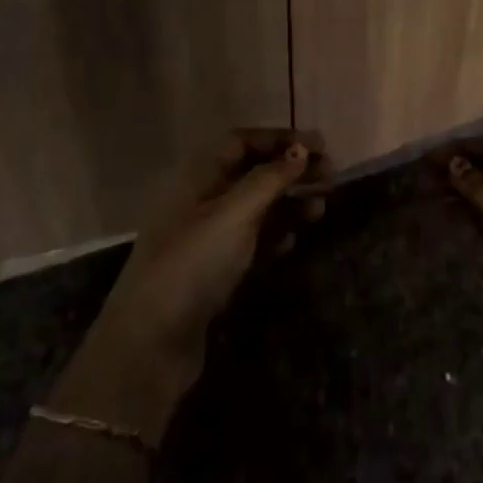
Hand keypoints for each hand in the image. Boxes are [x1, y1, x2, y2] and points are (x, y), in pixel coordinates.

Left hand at [47, 128, 331, 443]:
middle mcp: (202, 200)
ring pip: (256, 208)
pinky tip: (295, 241)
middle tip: (331, 177)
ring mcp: (207, 237)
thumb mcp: (234, 214)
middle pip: (252, 173)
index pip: (242, 142)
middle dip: (291, 171)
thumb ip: (270, 179)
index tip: (318, 145)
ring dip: (289, 203)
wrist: (151, 343)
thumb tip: (301, 149)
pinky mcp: (214, 270)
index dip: (279, 139)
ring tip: (321, 208)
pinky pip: (252, 241)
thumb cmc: (193, 264)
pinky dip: (276, 235)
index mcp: (198, 176)